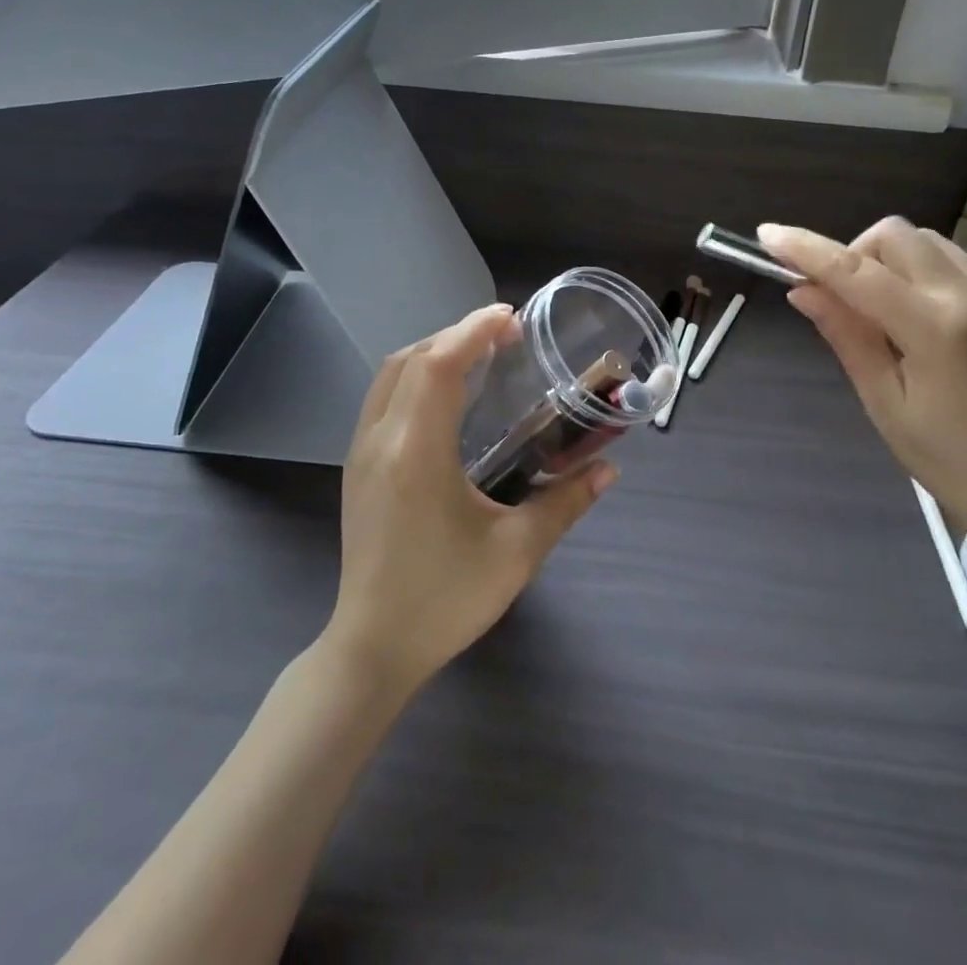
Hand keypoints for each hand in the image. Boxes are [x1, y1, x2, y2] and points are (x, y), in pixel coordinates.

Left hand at [325, 304, 617, 693]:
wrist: (372, 648)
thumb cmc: (445, 599)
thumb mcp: (517, 552)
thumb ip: (566, 503)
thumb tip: (609, 471)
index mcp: (417, 450)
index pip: (439, 364)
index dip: (474, 330)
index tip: (512, 318)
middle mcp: (381, 439)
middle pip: (412, 358)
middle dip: (458, 333)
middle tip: (505, 334)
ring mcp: (361, 453)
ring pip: (391, 375)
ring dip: (433, 352)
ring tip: (478, 355)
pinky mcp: (357, 468)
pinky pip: (383, 399)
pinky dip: (415, 377)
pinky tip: (447, 397)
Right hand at [760, 218, 966, 555]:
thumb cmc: (947, 460)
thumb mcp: (883, 402)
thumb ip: (846, 335)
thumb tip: (803, 289)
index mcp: (937, 329)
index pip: (858, 272)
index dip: (808, 249)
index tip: (768, 234)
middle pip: (896, 236)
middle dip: (855, 253)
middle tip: (838, 299)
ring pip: (927, 243)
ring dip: (888, 261)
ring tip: (879, 314)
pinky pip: (953, 267)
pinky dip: (920, 277)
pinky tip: (919, 324)